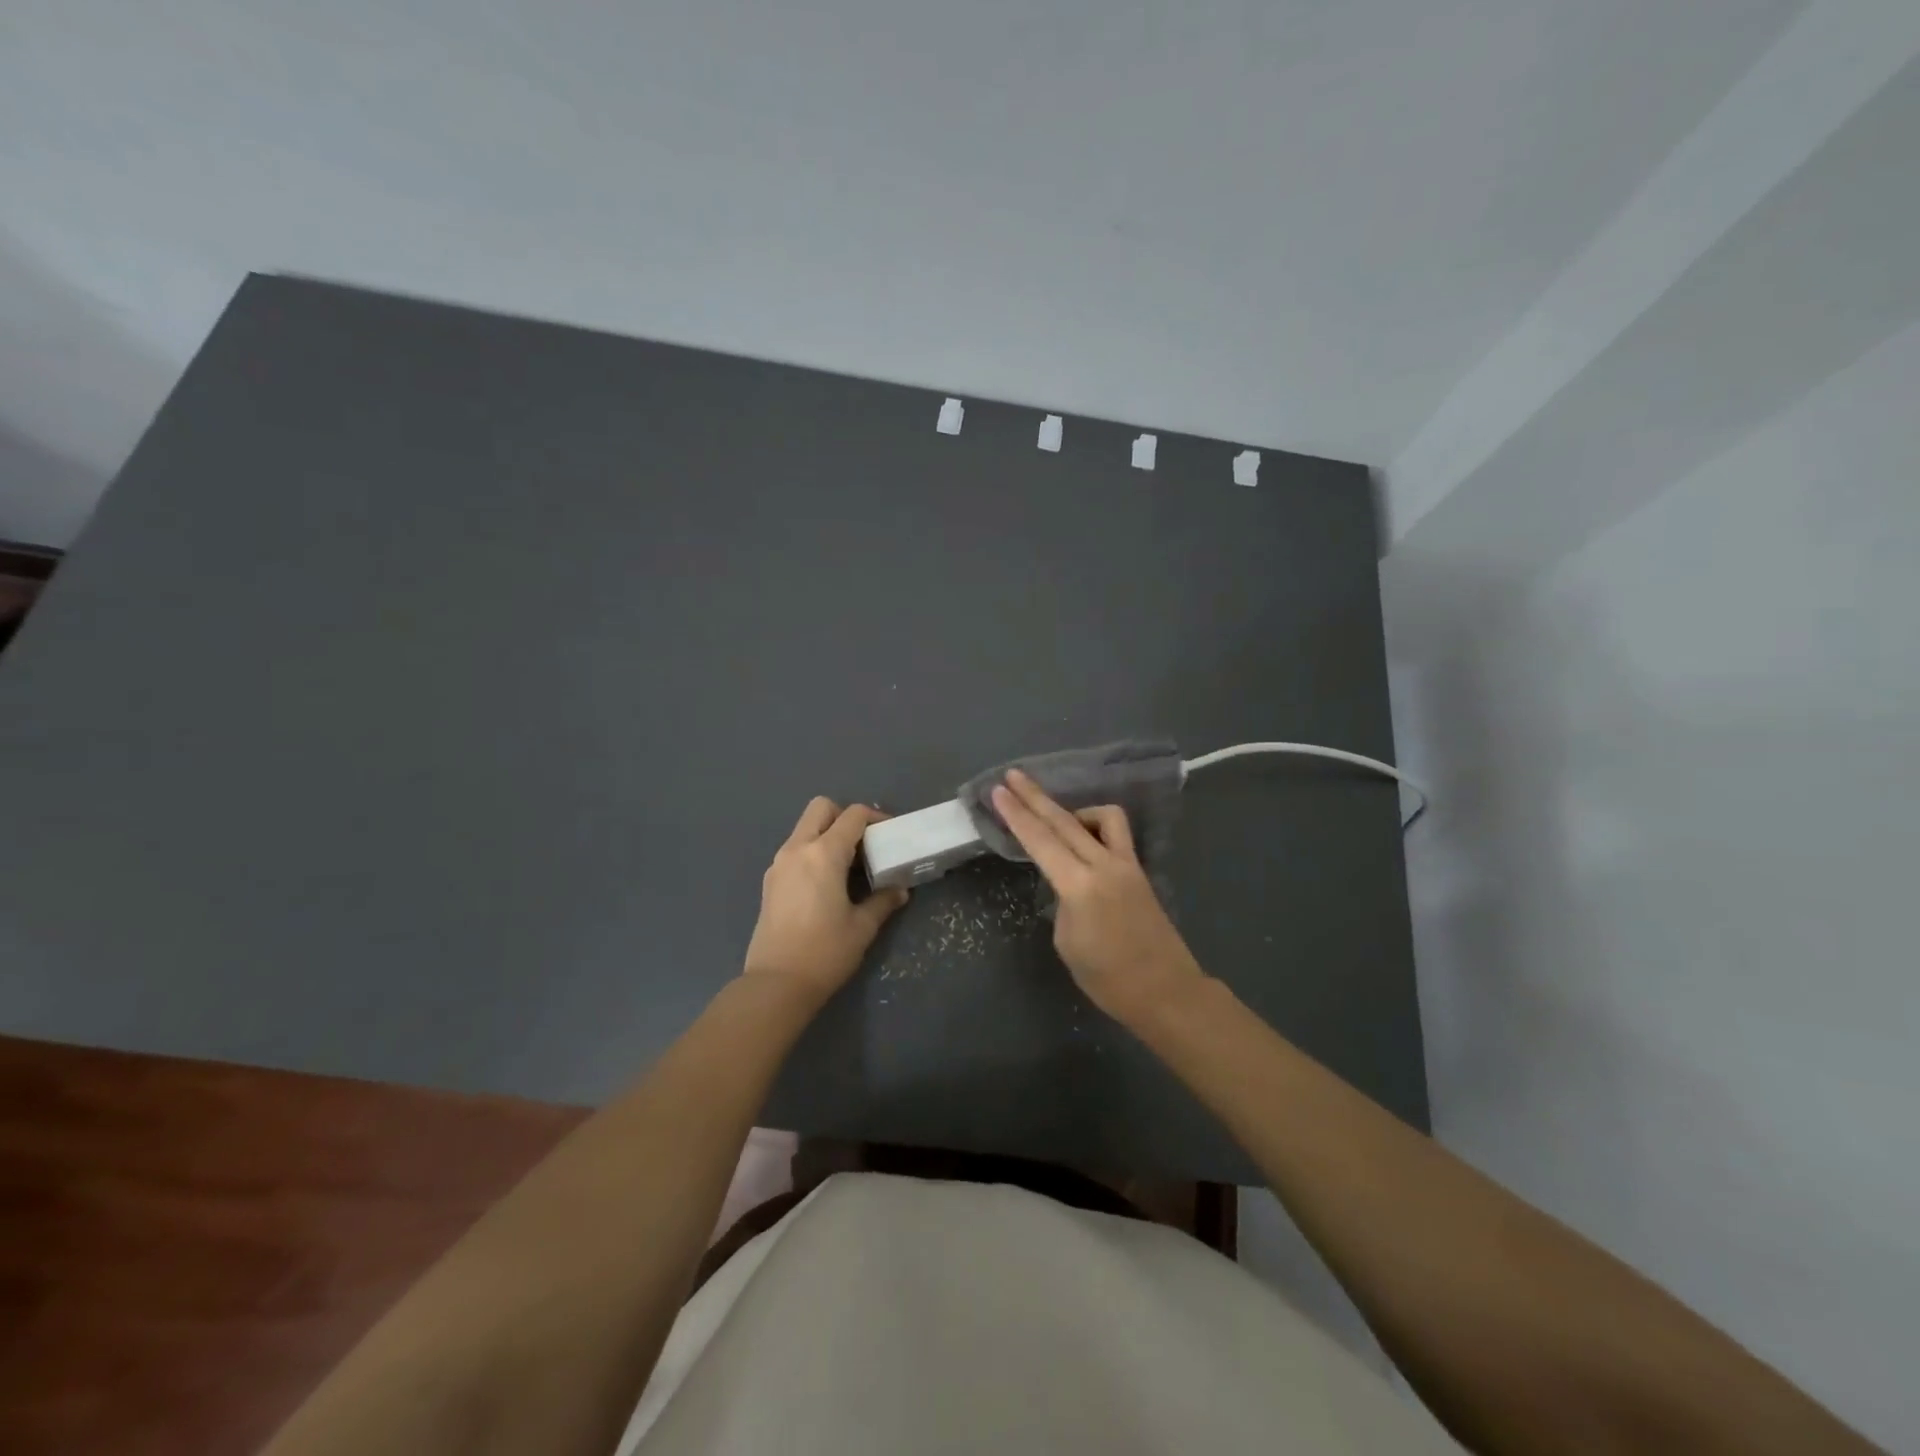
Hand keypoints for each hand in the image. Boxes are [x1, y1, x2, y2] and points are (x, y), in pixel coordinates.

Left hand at [743, 798, 909, 1004]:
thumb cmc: (825, 952)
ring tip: (848, 865)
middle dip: (845, 816)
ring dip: (827, 834)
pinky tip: (827, 882)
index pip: (853, 816)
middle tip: (864, 843)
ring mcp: (779, 864)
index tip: (889, 834)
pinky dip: (812, 852)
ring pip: (804, 828)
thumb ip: (883, 901)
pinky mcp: (770, 881)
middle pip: (821, 808)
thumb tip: (899, 891)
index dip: (875, 817)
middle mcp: (797, 849)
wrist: (776, 984)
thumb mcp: (862, 927)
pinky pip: (794, 850)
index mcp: (823, 854)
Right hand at [990, 770, 1205, 1026]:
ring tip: (1056, 821)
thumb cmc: (1108, 979)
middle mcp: (1103, 865)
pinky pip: (1116, 834)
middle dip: (1035, 796)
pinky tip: (1085, 841)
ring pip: (1101, 817)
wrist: (1165, 991)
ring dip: (1074, 810)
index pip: (1040, 841)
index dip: (1016, 814)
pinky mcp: (1139, 870)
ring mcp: (1126, 864)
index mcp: (1079, 886)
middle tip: (1013, 776)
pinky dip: (1097, 827)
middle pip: (1063, 820)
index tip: (998, 790)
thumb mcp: (1067, 941)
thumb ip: (1063, 901)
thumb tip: (1066, 884)